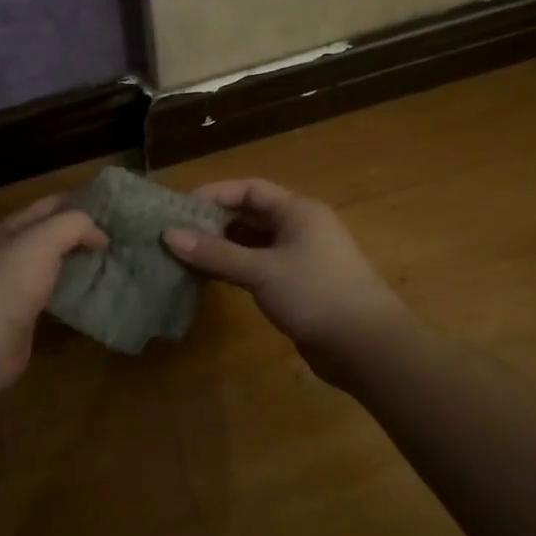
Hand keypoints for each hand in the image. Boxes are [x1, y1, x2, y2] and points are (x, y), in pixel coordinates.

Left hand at [0, 194, 106, 398]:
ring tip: (116, 265)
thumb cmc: (8, 282)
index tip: (116, 209)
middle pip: (53, 235)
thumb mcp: (42, 240)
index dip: (82, 201)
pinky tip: (96, 296)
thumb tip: (100, 234)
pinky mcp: (24, 316)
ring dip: (81, 264)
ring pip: (55, 266)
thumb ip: (73, 225)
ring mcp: (17, 286)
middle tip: (122, 238)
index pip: (51, 204)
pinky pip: (55, 296)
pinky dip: (74, 293)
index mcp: (12, 228)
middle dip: (84, 234)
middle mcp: (13, 252)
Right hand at [163, 178, 407, 384]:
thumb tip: (168, 235)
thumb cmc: (316, 294)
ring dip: (222, 247)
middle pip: (250, 215)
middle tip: (175, 233)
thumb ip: (215, 253)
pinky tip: (210, 277)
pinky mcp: (299, 286)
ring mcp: (301, 258)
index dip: (215, 194)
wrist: (366, 346)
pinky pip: (260, 267)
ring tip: (184, 255)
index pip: (249, 189)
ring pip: (254, 243)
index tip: (179, 208)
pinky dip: (235, 268)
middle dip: (214, 222)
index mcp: (298, 211)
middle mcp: (300, 228)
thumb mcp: (261, 270)